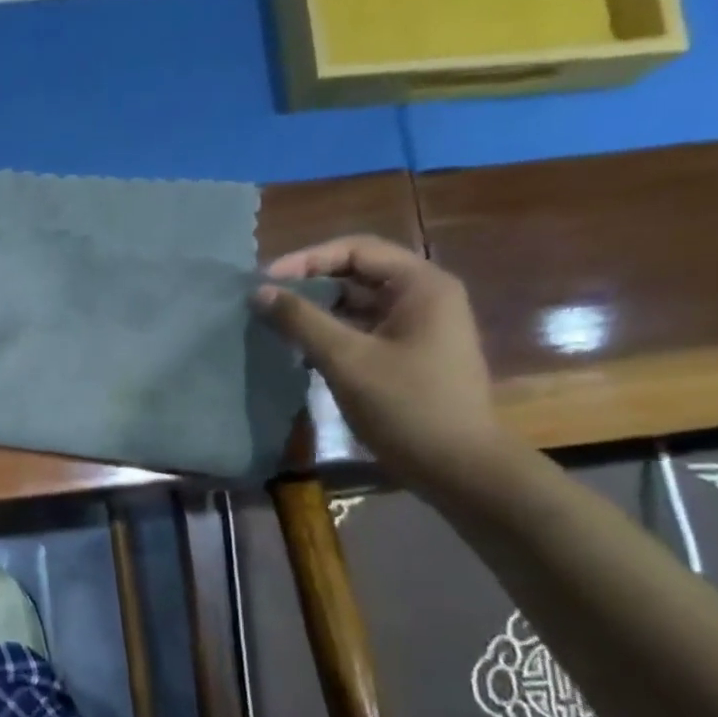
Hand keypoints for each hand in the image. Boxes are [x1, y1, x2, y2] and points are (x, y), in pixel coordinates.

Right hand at [256, 236, 503, 493]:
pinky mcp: (409, 354)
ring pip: (357, 304)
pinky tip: (300, 351)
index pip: (356, 250)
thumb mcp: (347, 360)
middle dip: (309, 284)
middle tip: (265, 302)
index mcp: (421, 285)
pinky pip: (363, 330)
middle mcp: (424, 297)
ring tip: (276, 325)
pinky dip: (331, 334)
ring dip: (317, 311)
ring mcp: (419, 327)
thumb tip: (259, 292)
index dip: (307, 260)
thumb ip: (301, 321)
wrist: (458, 466)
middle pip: (357, 274)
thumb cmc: (406, 406)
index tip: (265, 281)